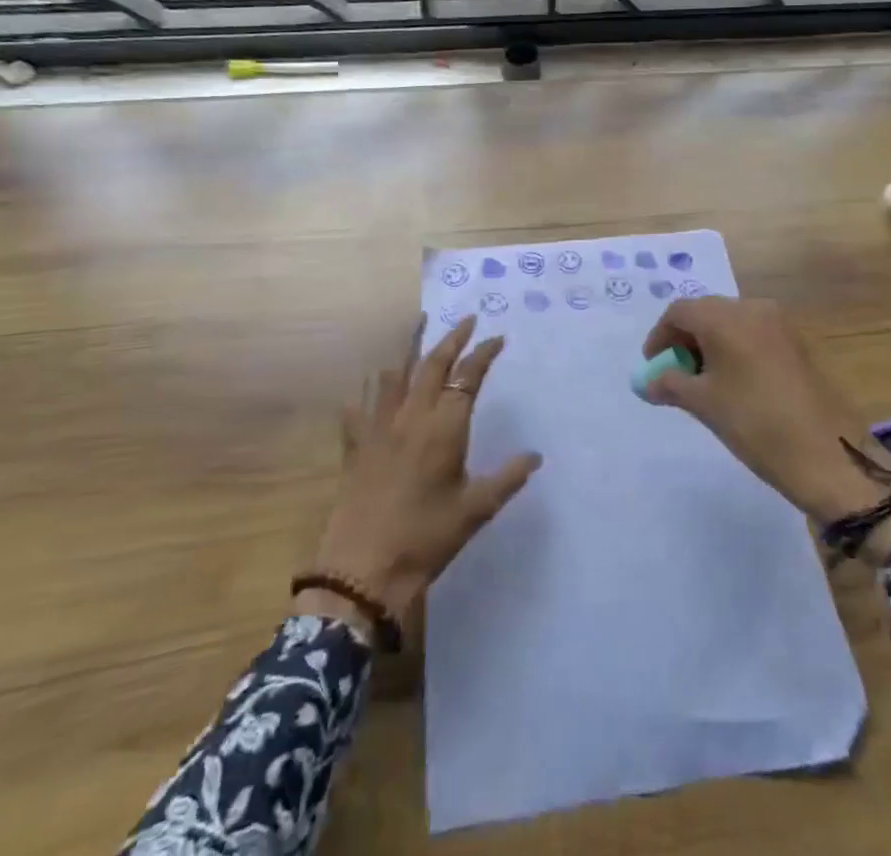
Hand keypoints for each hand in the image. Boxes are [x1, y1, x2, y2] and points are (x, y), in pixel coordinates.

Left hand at [308, 317, 540, 625]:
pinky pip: (358, 410)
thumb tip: (535, 456)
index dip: (483, 354)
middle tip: (466, 321)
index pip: (467, 377)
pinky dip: (366, 396)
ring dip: (409, 352)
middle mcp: (411, 417)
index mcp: (444, 428)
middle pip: (432, 365)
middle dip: (451, 339)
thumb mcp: (475, 511)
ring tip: (417, 332)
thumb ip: (507, 479)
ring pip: (394, 377)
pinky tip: (364, 394)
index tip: (497, 338)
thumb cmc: (426, 538)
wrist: (363, 569)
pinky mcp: (355, 446)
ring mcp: (379, 429)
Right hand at [642, 297, 890, 523]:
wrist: (828, 454)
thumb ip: (669, 385)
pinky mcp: (797, 343)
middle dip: (685, 339)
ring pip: (732, 323)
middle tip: (676, 373)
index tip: (653, 365)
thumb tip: (648, 382)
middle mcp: (753, 309)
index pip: (680, 311)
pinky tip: (734, 383)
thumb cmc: (755, 423)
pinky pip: (754, 334)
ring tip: (704, 382)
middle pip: (706, 312)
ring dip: (711, 344)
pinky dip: (735, 349)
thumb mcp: (704, 404)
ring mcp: (780, 324)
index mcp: (726, 317)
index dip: (660, 336)